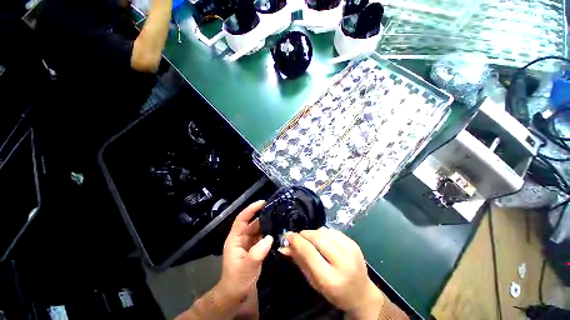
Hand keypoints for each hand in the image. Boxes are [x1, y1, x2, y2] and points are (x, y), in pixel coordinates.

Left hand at [218, 200, 272, 302]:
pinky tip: (279, 232)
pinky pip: (263, 237)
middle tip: (277, 211)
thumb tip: (269, 237)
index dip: (251, 209)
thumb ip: (257, 253)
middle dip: (263, 216)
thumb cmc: (237, 281)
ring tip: (280, 219)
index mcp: (235, 239)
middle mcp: (242, 238)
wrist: (237, 297)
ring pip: (259, 229)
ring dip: (268, 225)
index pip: (242, 219)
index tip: (263, 203)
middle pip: (253, 223)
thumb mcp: (246, 268)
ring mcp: (249, 243)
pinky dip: (270, 234)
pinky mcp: (256, 249)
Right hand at [280, 228, 383, 318]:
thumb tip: (283, 247)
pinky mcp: (353, 242)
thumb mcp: (314, 282)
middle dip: (304, 235)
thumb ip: (299, 262)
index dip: (296, 241)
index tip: (287, 236)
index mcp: (331, 278)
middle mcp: (342, 261)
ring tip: (312, 242)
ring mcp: (350, 249)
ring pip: (323, 231)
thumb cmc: (334, 293)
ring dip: (313, 234)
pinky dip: (323, 233)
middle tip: (298, 238)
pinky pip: (332, 230)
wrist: (362, 294)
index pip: (309, 251)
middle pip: (317, 238)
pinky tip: (323, 241)